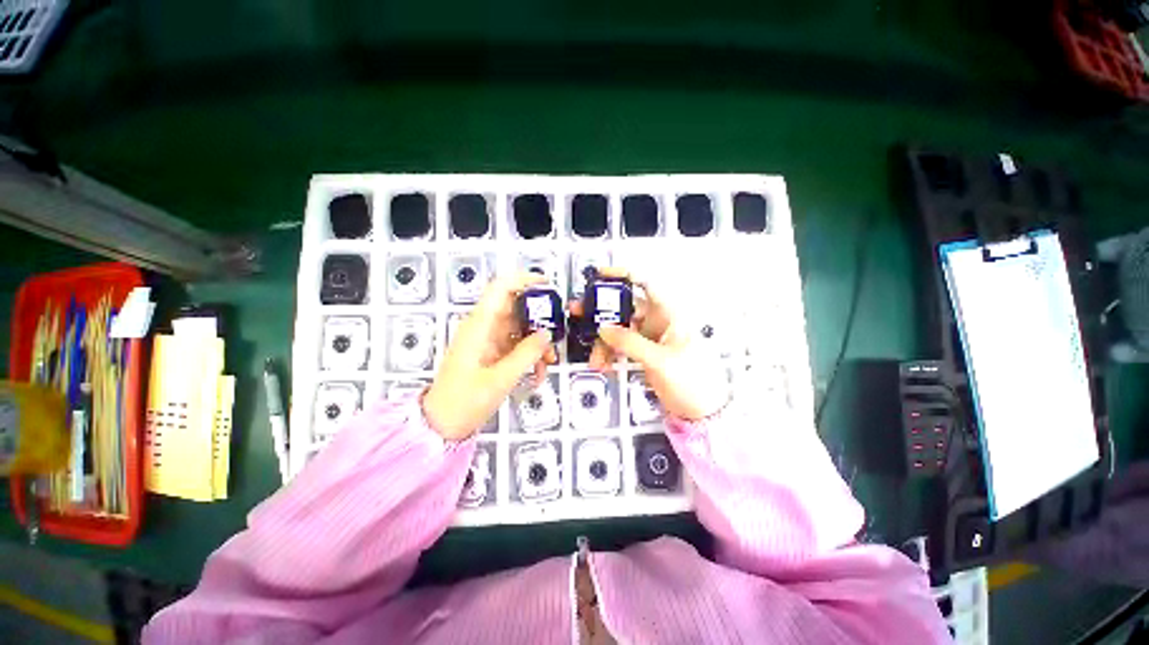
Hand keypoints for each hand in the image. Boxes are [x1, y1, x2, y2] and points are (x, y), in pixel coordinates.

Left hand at [424, 273, 557, 439]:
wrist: (442, 425)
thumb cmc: (465, 401)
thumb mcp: (501, 378)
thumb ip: (526, 353)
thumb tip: (546, 333)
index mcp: (479, 325)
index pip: (501, 288)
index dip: (523, 280)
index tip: (547, 285)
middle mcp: (483, 327)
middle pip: (516, 309)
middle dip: (538, 321)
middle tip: (555, 338)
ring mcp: (488, 340)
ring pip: (519, 328)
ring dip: (536, 342)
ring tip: (548, 362)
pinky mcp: (491, 353)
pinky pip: (515, 345)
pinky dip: (528, 355)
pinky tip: (537, 372)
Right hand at [572, 268, 728, 420]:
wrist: (702, 411)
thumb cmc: (691, 380)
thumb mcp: (660, 360)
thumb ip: (630, 342)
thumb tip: (603, 328)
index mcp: (669, 313)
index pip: (646, 283)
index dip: (623, 275)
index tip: (599, 276)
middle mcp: (658, 320)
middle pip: (625, 307)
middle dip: (601, 311)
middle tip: (578, 312)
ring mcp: (650, 337)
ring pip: (619, 329)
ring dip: (603, 340)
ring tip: (594, 358)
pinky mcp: (643, 353)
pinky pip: (621, 346)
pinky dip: (610, 353)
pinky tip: (603, 364)